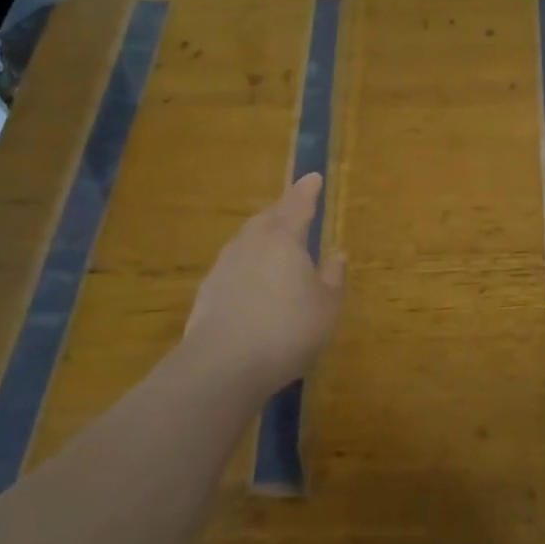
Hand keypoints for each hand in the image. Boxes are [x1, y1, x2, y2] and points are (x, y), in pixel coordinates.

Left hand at [180, 174, 346, 401]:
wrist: (222, 365)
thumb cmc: (287, 329)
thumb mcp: (326, 306)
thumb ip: (333, 277)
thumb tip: (337, 253)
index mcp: (284, 238)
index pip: (298, 203)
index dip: (307, 190)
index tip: (314, 177)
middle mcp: (251, 242)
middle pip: (268, 218)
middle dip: (283, 213)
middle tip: (296, 214)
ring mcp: (224, 265)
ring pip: (247, 241)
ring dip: (263, 240)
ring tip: (277, 251)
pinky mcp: (207, 291)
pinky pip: (234, 267)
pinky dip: (248, 267)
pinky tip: (254, 286)